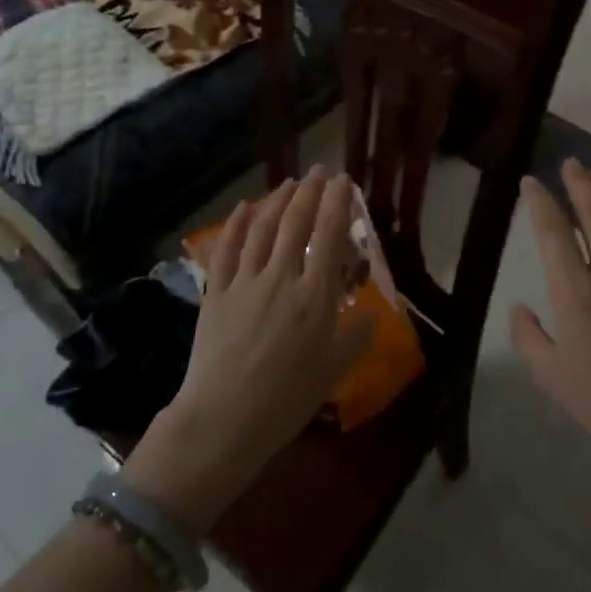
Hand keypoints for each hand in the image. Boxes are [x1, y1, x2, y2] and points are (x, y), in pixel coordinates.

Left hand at [122, 167, 368, 532]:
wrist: (224, 420)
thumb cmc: (287, 400)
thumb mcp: (334, 371)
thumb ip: (357, 337)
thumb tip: (374, 313)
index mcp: (314, 296)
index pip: (329, 236)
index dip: (337, 204)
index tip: (344, 181)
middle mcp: (280, 278)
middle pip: (295, 224)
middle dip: (310, 192)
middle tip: (319, 171)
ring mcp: (243, 283)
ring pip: (261, 230)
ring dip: (276, 201)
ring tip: (289, 183)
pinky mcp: (216, 294)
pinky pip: (226, 250)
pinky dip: (235, 226)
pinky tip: (243, 209)